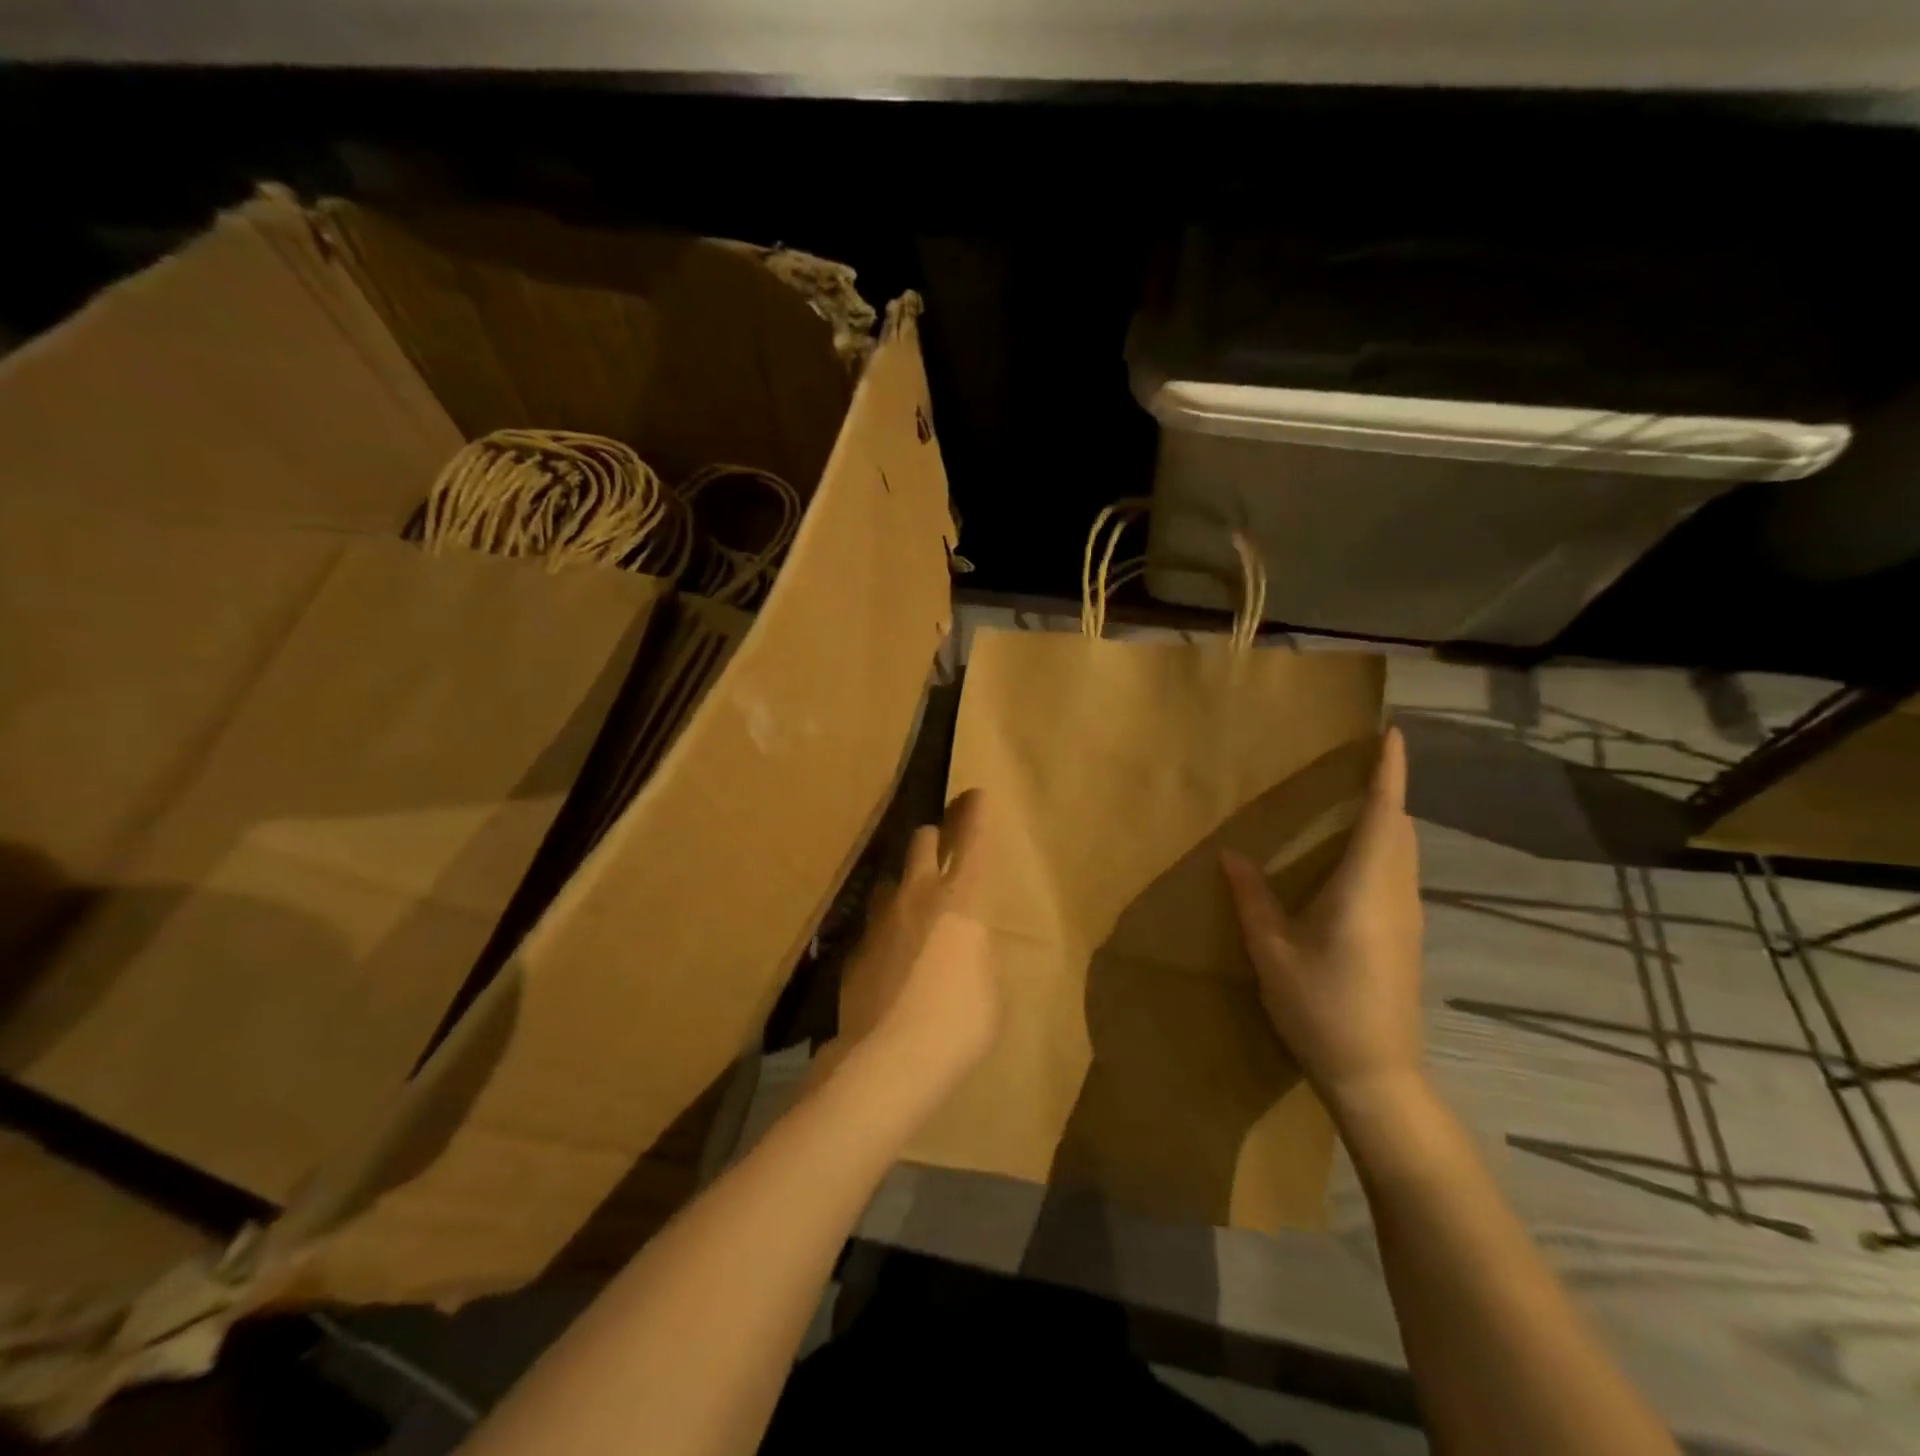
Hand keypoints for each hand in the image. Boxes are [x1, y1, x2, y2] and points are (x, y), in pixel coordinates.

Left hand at [818, 790, 998, 1104]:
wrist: (887, 1061)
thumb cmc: (959, 1025)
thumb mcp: (990, 987)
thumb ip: (976, 951)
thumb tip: (963, 945)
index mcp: (961, 899)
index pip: (972, 839)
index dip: (976, 812)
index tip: (977, 794)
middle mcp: (918, 895)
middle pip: (921, 839)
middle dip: (934, 835)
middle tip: (943, 844)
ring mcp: (880, 918)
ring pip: (891, 877)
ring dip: (906, 881)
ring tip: (914, 904)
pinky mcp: (854, 947)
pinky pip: (874, 920)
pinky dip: (887, 925)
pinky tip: (892, 955)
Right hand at [1221, 726, 1425, 1114]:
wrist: (1377, 1075)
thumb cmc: (1320, 1007)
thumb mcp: (1272, 951)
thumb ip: (1252, 898)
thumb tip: (1231, 855)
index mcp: (1366, 888)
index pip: (1384, 814)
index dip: (1389, 771)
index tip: (1392, 733)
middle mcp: (1396, 893)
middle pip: (1399, 827)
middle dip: (1386, 789)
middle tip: (1358, 763)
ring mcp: (1407, 917)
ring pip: (1403, 851)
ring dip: (1385, 818)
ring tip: (1354, 800)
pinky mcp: (1406, 936)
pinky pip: (1398, 872)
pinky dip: (1382, 847)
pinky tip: (1352, 860)